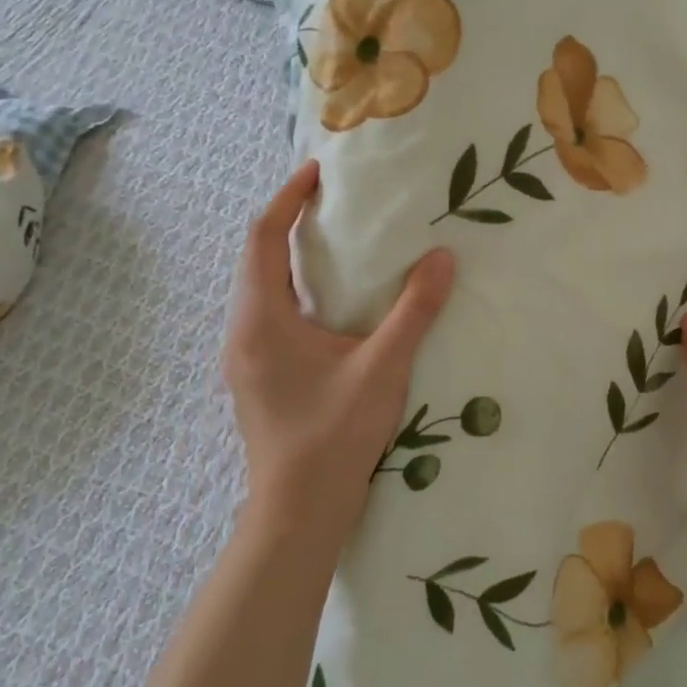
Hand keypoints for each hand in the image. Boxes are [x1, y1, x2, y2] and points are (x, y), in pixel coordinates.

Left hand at [224, 161, 454, 553]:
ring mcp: (247, 357)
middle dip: (289, 222)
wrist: (298, 514)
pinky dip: (296, 289)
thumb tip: (442, 258)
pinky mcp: (260, 377)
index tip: (317, 172)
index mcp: (263, 319)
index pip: (264, 238)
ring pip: (263, 288)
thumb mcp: (382, 368)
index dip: (287, 198)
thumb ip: (413, 311)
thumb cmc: (334, 436)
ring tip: (336, 242)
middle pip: (258, 258)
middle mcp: (244, 331)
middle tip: (333, 201)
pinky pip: (271, 313)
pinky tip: (333, 302)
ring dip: (292, 257)